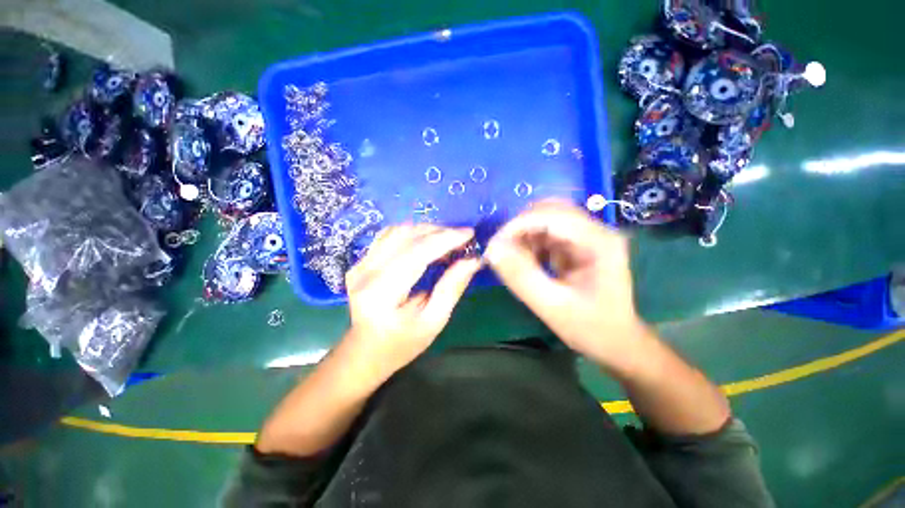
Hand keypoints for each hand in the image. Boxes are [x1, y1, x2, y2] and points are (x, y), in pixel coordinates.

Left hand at [343, 224, 481, 379]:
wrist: (366, 350)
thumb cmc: (402, 343)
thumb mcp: (433, 321)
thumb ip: (451, 288)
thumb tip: (472, 260)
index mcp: (382, 293)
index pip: (417, 253)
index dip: (445, 239)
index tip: (469, 234)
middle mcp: (365, 272)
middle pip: (406, 236)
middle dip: (439, 232)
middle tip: (461, 240)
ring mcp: (360, 264)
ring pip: (398, 231)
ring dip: (426, 231)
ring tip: (447, 241)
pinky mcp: (361, 261)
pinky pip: (389, 235)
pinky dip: (413, 234)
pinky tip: (427, 242)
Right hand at [484, 199, 645, 369]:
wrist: (616, 341)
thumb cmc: (590, 327)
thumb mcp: (552, 306)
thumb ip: (521, 276)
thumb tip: (492, 249)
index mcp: (598, 241)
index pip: (551, 215)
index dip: (517, 225)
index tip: (494, 245)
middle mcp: (595, 230)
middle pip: (549, 210)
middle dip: (519, 228)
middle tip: (502, 251)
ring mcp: (588, 235)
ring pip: (546, 219)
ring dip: (524, 236)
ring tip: (514, 260)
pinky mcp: (579, 243)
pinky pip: (547, 232)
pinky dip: (531, 243)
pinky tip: (527, 262)